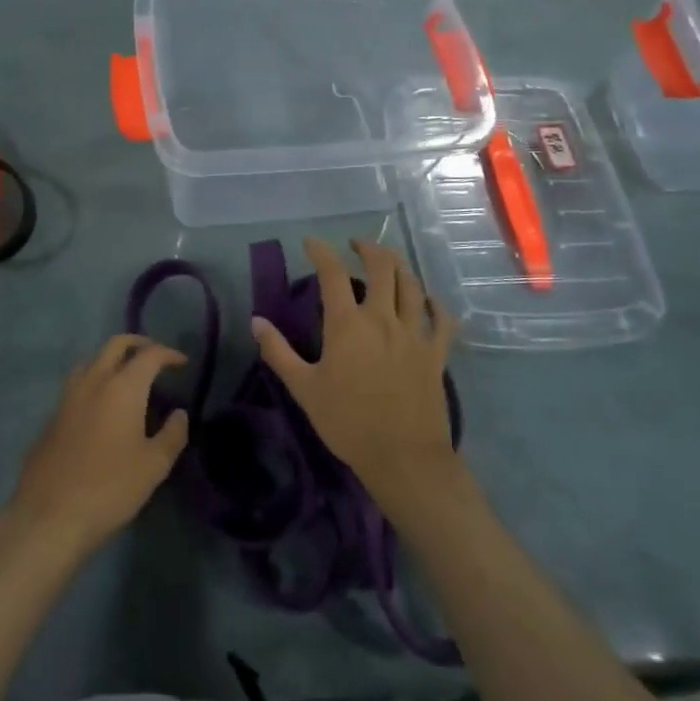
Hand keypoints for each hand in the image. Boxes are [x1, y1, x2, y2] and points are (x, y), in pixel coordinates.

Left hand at [7, 335, 188, 558]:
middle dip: (138, 344)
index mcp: (122, 387)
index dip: (168, 353)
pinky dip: (95, 381)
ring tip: (127, 377)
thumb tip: (179, 414)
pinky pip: (77, 384)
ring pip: (92, 360)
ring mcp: (68, 396)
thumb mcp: (154, 466)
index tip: (182, 362)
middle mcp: (93, 381)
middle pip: (115, 345)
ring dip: (112, 359)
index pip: (149, 355)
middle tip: (155, 357)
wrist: (50, 515)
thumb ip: (172, 434)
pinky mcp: (52, 415)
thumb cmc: (110, 488)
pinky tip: (101, 406)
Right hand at [252, 237, 460, 508]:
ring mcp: (414, 334)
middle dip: (368, 248)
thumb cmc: (348, 423)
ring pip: (412, 285)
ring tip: (388, 261)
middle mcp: (383, 318)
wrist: (404, 458)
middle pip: (382, 267)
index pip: (333, 273)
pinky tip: (428, 299)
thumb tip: (257, 321)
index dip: (321, 251)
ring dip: (399, 266)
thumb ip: (278, 351)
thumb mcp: (304, 388)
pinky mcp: (436, 353)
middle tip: (355, 245)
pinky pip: (442, 319)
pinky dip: (435, 303)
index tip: (311, 242)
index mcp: (348, 324)